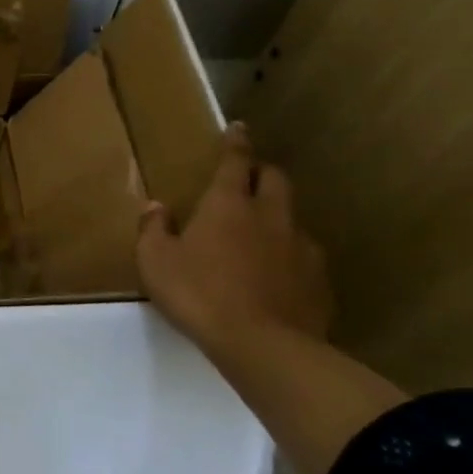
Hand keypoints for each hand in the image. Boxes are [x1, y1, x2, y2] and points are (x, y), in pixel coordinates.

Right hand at [137, 123, 332, 353]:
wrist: (264, 346)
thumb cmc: (200, 294)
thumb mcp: (156, 262)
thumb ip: (153, 230)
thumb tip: (156, 207)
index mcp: (228, 205)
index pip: (235, 162)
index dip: (236, 143)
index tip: (239, 127)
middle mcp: (270, 217)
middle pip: (275, 179)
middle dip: (262, 172)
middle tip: (248, 177)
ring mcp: (301, 248)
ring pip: (292, 218)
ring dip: (277, 217)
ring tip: (260, 234)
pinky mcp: (319, 280)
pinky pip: (303, 257)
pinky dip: (288, 256)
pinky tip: (275, 276)